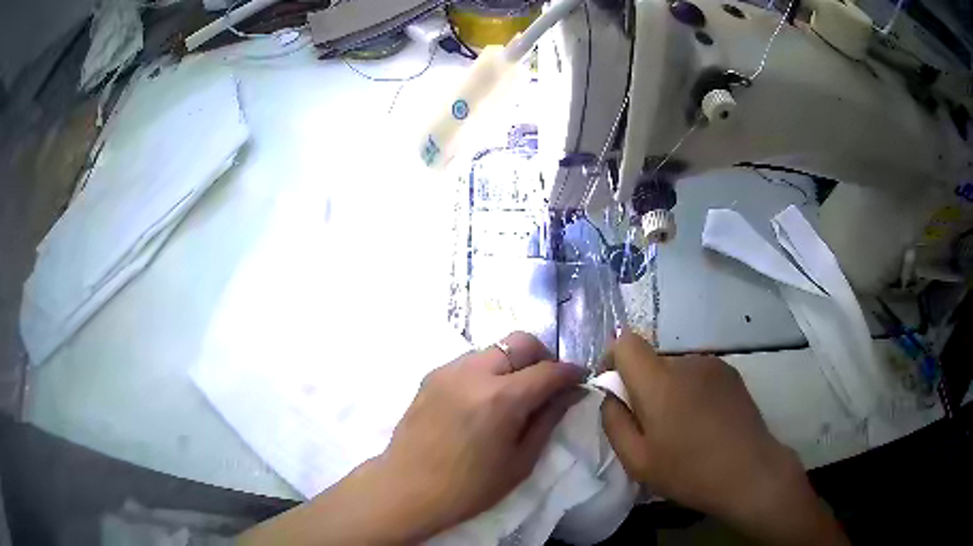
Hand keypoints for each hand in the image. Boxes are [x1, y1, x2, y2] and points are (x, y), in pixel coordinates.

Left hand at [373, 331, 584, 540]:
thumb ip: (548, 420)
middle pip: (521, 341)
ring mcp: (448, 370)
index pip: (549, 370)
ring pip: (494, 349)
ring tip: (513, 394)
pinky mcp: (431, 376)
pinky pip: (469, 361)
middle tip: (547, 385)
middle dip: (543, 357)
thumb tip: (571, 393)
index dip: (571, 373)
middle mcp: (474, 373)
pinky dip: (487, 371)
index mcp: (501, 398)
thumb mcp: (520, 461)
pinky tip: (483, 400)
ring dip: (513, 363)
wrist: (407, 489)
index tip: (579, 381)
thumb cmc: (469, 488)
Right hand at [600, 330, 847, 545]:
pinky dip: (691, 390)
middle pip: (651, 359)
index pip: (626, 343)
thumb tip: (611, 396)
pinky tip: (704, 420)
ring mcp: (713, 364)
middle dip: (642, 385)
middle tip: (651, 424)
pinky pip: (697, 373)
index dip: (613, 359)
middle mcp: (686, 362)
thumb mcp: (637, 461)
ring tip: (682, 425)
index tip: (614, 389)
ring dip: (668, 388)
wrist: (750, 471)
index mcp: (659, 382)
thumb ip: (614, 422)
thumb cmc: (689, 472)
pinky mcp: (730, 372)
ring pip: (675, 368)